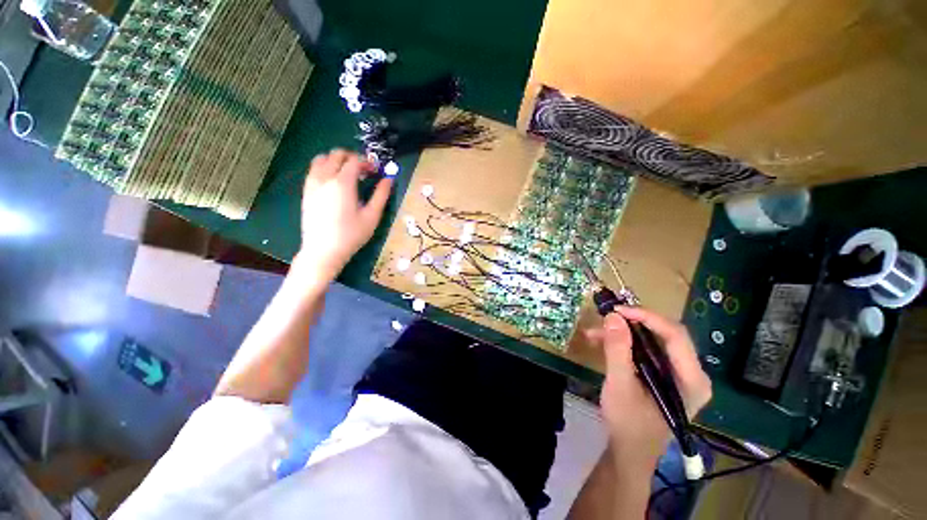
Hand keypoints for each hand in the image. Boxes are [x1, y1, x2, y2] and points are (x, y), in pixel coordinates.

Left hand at [295, 149, 392, 278]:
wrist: (323, 251)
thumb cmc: (351, 235)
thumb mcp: (372, 216)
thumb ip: (381, 195)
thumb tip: (389, 179)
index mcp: (342, 183)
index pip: (354, 161)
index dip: (367, 162)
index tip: (375, 171)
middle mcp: (324, 178)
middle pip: (336, 154)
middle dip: (352, 158)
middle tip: (363, 171)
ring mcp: (312, 183)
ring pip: (322, 159)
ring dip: (337, 161)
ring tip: (348, 174)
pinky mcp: (306, 191)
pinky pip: (314, 170)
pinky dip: (325, 168)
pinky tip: (334, 183)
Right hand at [586, 306, 711, 468]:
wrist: (629, 450)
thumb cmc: (629, 423)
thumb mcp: (620, 385)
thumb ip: (618, 350)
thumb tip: (612, 316)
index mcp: (692, 379)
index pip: (675, 335)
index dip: (646, 317)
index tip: (616, 310)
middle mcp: (691, 373)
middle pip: (665, 334)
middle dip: (632, 323)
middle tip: (606, 317)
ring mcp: (678, 373)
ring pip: (652, 339)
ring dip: (623, 333)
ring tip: (594, 332)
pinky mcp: (664, 375)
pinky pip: (646, 349)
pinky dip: (623, 343)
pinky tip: (600, 342)